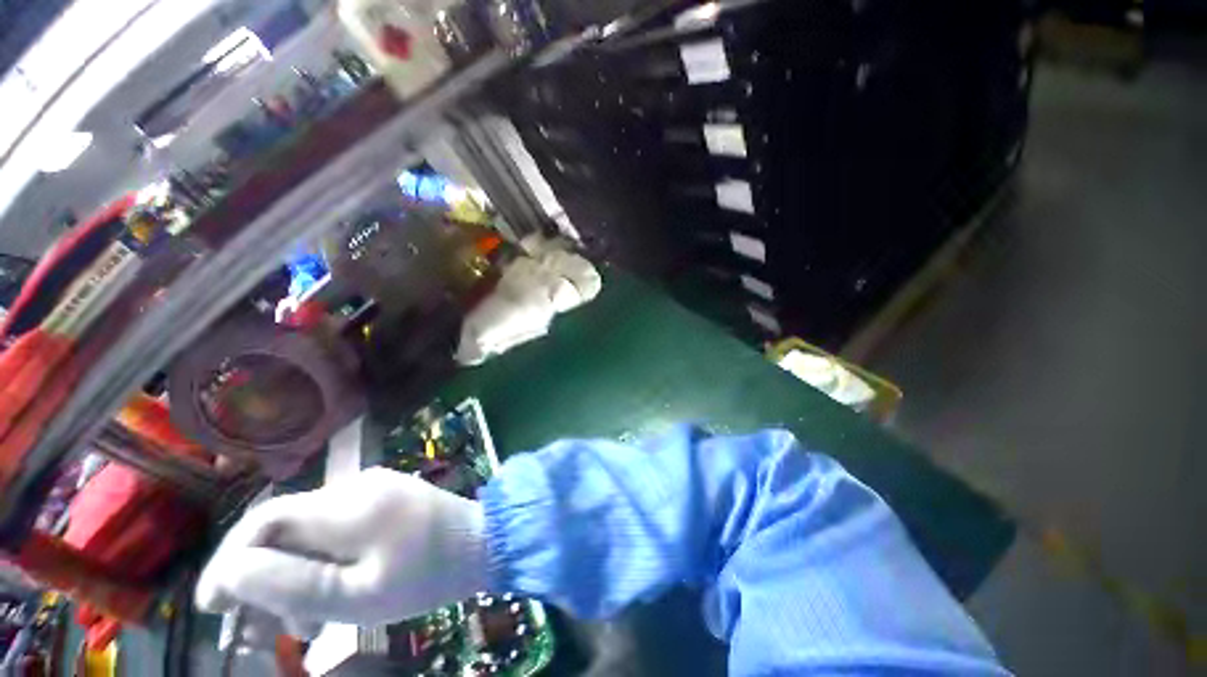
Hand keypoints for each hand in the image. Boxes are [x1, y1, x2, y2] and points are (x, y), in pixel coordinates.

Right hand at [195, 468, 487, 631]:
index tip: (212, 606)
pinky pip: (336, 527)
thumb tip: (230, 571)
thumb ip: (293, 583)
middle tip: (262, 627)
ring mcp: (373, 487)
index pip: (264, 521)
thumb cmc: (427, 574)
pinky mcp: (385, 496)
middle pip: (284, 528)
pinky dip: (322, 561)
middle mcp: (355, 485)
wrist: (484, 542)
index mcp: (347, 504)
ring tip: (303, 623)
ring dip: (295, 574)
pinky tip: (331, 594)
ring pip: (309, 531)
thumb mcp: (358, 595)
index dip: (230, 560)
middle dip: (264, 577)